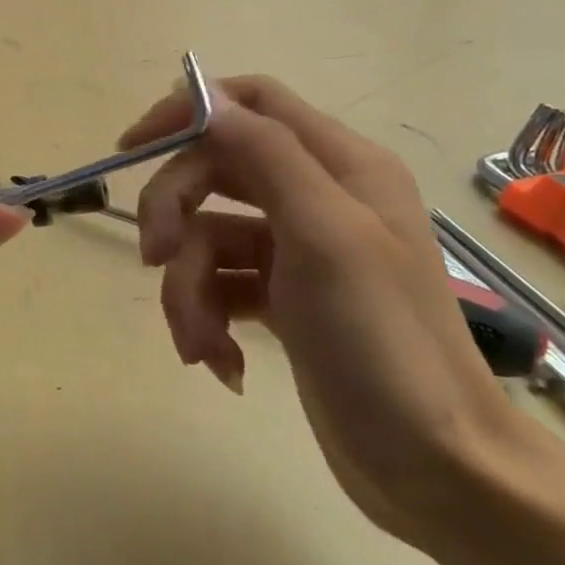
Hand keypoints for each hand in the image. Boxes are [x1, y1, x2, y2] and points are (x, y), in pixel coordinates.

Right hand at [121, 76, 545, 541]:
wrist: (433, 465)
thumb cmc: (382, 341)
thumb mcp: (325, 235)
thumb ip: (267, 155)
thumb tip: (207, 98)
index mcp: (340, 166)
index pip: (251, 103)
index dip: (188, 111)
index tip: (131, 147)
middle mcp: (318, 198)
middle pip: (214, 171)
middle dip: (174, 214)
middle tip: (155, 258)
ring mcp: (298, 252)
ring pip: (206, 238)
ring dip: (187, 289)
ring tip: (201, 343)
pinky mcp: (282, 300)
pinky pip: (219, 286)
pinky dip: (208, 319)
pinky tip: (223, 363)